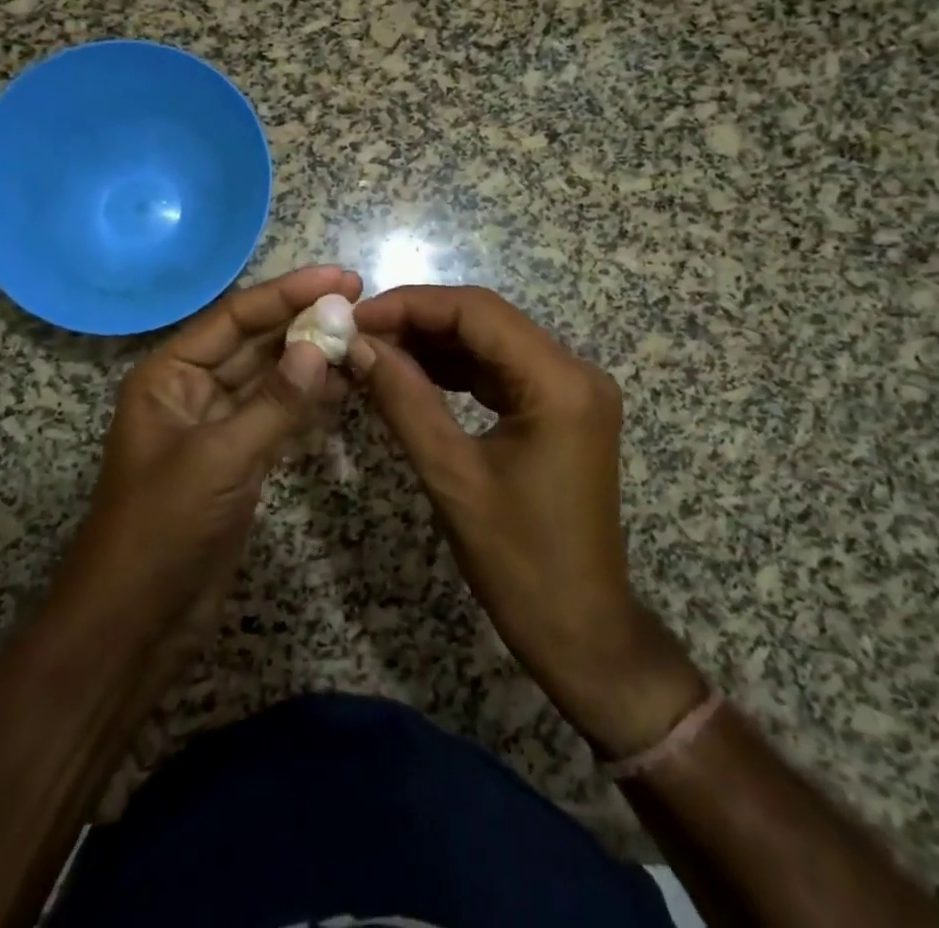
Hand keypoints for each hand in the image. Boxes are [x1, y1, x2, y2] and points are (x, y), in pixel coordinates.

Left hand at [58, 265, 361, 655]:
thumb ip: (275, 402)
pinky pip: (278, 416)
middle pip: (255, 342)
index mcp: (170, 374)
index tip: (341, 279)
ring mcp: (217, 426)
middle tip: (362, 304)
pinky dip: (309, 403)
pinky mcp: (238, 460)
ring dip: (312, 360)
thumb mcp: (220, 459)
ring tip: (363, 341)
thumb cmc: (162, 528)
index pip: (236, 317)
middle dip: (304, 322)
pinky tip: (346, 388)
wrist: (135, 624)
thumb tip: (320, 347)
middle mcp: (192, 390)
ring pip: (271, 379)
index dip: (289, 293)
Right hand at [351, 284, 704, 755]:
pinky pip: (500, 372)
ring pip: (491, 342)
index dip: (412, 305)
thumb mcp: (452, 477)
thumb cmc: (519, 562)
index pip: (477, 312)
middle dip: (419, 321)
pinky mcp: (560, 411)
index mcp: (560, 382)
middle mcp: (574, 371)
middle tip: (358, 333)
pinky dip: (455, 369)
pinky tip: (411, 373)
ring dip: (434, 343)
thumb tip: (359, 346)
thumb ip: (404, 401)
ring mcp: (571, 390)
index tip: (356, 316)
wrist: (582, 633)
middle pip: (486, 320)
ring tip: (375, 350)